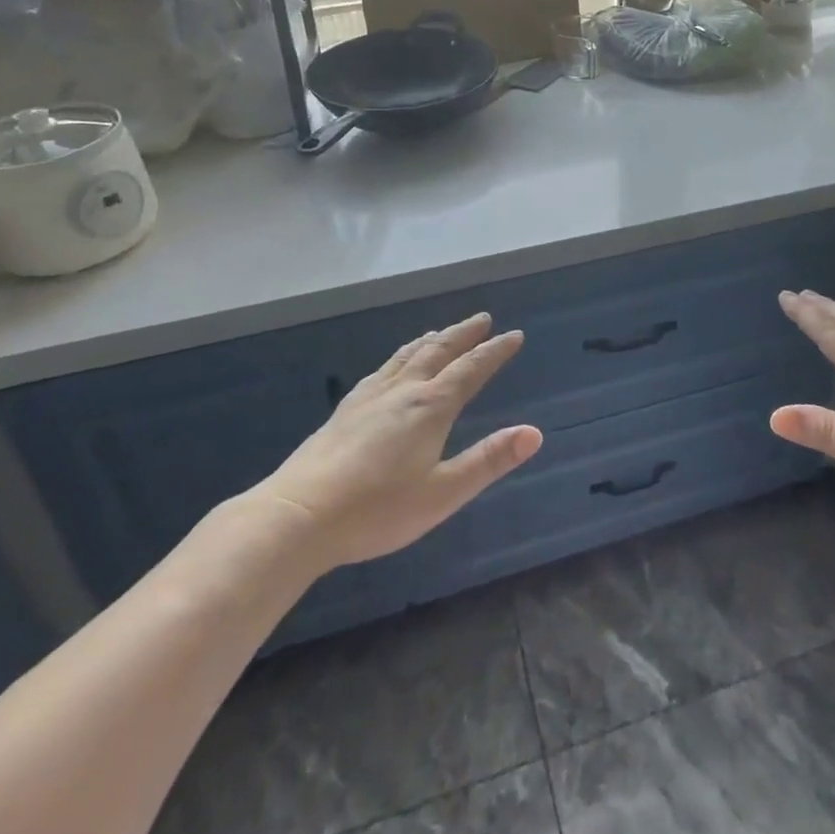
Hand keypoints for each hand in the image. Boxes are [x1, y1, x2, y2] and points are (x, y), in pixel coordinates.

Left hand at [244, 314, 542, 571]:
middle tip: (483, 318)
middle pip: (439, 351)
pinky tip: (393, 366)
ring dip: (432, 340)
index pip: (471, 368)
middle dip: (464, 334)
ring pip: (408, 356)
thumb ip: (489, 460)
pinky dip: (401, 355)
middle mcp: (403, 390)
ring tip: (442, 331)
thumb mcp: (444, 492)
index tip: (514, 335)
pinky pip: (383, 368)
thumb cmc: (378, 509)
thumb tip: (534, 432)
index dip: (495, 351)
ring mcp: (371, 397)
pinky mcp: (346, 409)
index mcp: (431, 407)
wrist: (299, 515)